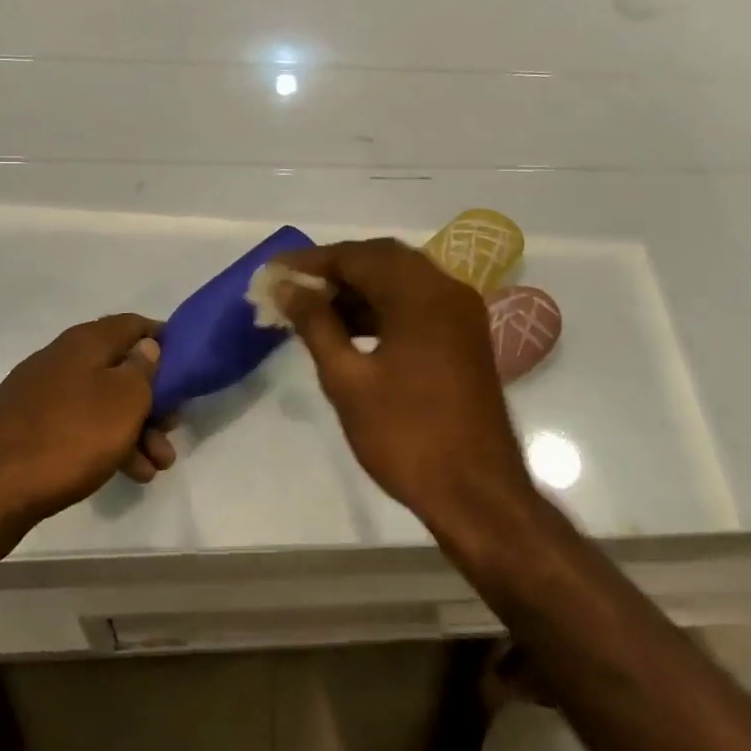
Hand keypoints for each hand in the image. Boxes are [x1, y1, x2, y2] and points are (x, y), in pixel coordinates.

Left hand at [0, 315, 176, 551]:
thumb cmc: (67, 436)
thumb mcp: (123, 400)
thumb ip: (143, 369)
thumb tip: (147, 347)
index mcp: (85, 342)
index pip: (134, 324)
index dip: (164, 340)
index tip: (188, 365)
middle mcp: (62, 360)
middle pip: (120, 368)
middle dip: (154, 398)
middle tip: (174, 427)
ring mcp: (42, 396)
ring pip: (102, 404)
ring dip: (136, 430)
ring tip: (158, 466)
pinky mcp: (29, 430)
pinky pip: (80, 429)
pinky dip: (107, 445)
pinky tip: (128, 474)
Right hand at [269, 239, 535, 535]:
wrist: (476, 494)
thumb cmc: (406, 436)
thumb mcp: (348, 380)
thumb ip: (316, 325)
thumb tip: (287, 288)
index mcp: (421, 294)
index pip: (358, 256)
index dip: (313, 261)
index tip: (275, 271)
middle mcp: (447, 290)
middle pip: (382, 259)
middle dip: (335, 270)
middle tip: (293, 287)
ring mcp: (461, 313)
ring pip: (401, 281)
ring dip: (358, 289)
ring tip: (313, 309)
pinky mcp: (464, 337)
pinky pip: (417, 304)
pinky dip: (382, 307)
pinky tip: (349, 329)